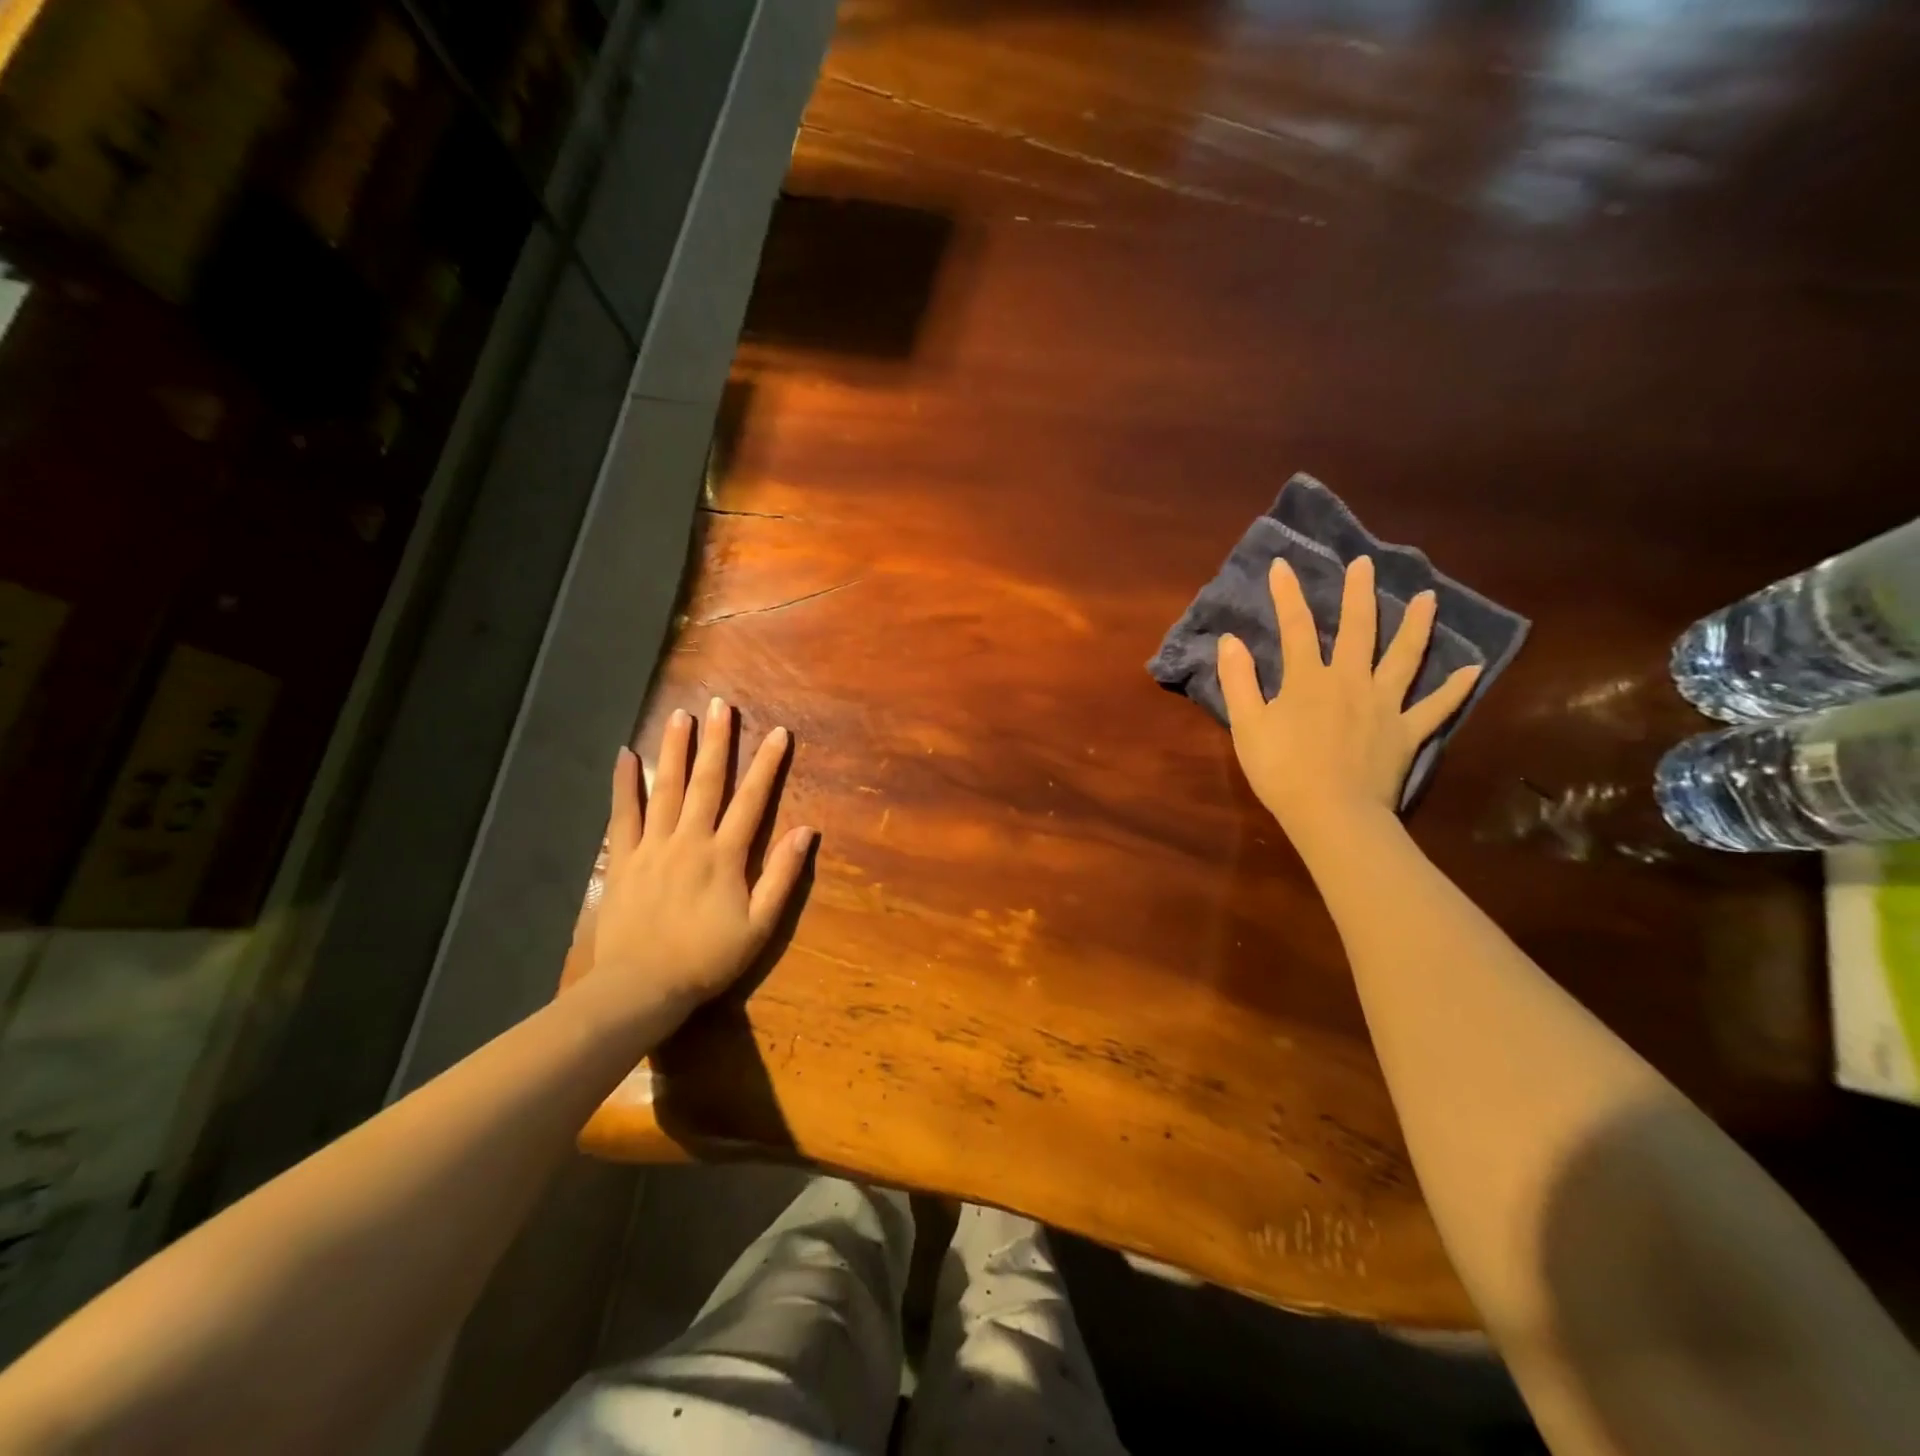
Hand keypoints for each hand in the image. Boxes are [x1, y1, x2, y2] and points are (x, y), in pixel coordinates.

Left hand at [587, 696, 815, 1026]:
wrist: (641, 987)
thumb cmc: (707, 958)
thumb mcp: (760, 925)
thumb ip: (782, 876)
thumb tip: (807, 831)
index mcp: (725, 855)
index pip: (752, 800)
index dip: (767, 765)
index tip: (778, 733)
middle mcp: (689, 840)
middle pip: (706, 782)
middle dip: (717, 742)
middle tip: (720, 704)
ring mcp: (652, 846)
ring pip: (665, 788)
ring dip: (674, 750)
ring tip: (681, 716)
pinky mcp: (622, 859)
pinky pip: (623, 815)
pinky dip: (624, 784)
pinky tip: (624, 755)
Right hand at [1216, 555, 1480, 835]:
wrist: (1331, 814)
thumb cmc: (1281, 770)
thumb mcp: (1247, 726)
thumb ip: (1239, 681)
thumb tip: (1230, 641)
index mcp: (1309, 679)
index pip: (1296, 627)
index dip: (1287, 594)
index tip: (1282, 565)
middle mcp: (1351, 680)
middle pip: (1358, 629)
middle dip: (1358, 593)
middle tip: (1365, 564)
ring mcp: (1385, 704)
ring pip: (1404, 656)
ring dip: (1416, 625)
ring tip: (1428, 597)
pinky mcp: (1407, 731)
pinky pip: (1436, 706)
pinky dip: (1455, 688)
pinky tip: (1473, 669)